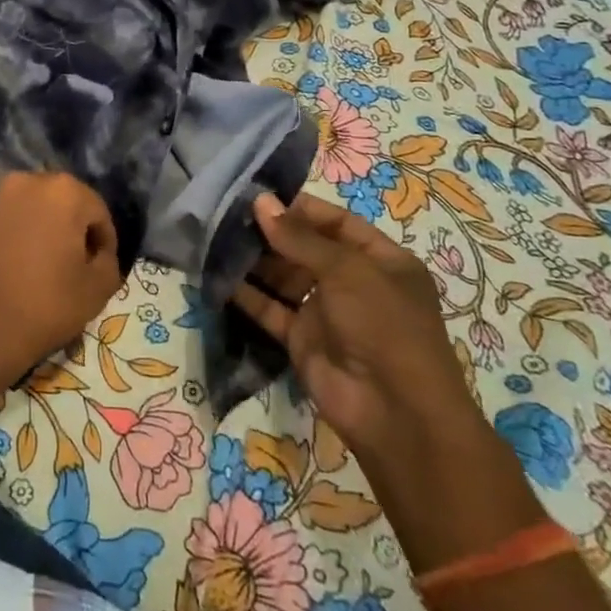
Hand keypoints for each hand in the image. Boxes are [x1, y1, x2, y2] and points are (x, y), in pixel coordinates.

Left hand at [0, 173, 121, 397]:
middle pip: (59, 203)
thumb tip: (96, 254)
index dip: (104, 242)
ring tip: (36, 267)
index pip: (97, 212)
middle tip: (71, 265)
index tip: (100, 269)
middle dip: (68, 229)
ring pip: (25, 210)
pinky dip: (7, 238)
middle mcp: (24, 182)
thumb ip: (108, 262)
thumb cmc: (45, 305)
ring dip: (36, 230)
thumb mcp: (98, 289)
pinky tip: (7, 270)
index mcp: (63, 192)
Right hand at [232, 192, 482, 462]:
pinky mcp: (302, 339)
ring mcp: (327, 313)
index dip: (300, 208)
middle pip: (306, 248)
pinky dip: (246, 294)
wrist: (395, 414)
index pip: (337, 222)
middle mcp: (354, 283)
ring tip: (215, 238)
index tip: (258, 196)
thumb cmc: (383, 326)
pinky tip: (216, 275)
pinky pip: (271, 309)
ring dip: (254, 261)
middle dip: (270, 233)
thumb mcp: (347, 271)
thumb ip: (299, 237)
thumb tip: (260, 201)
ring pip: (284, 277)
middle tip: (227, 215)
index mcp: (382, 261)